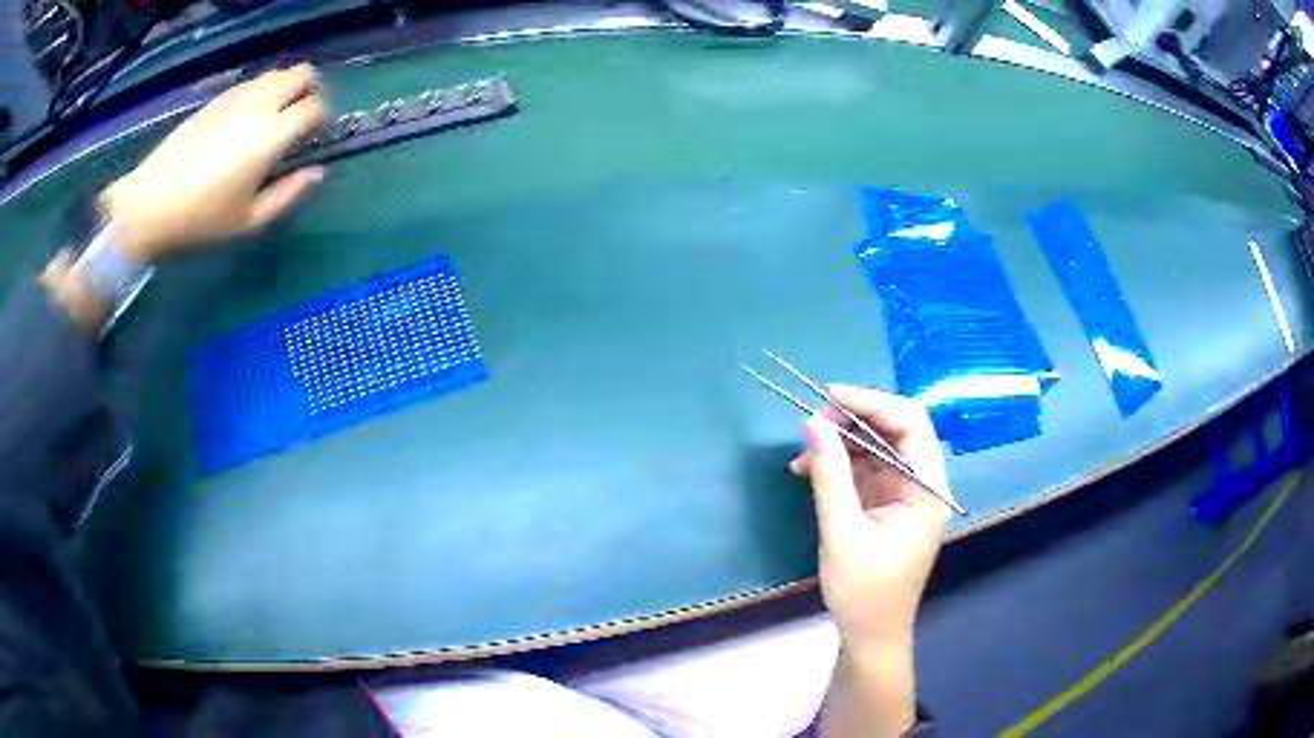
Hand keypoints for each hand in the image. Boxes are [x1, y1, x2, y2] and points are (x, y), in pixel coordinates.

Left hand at [98, 64, 328, 262]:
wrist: (149, 204)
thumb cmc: (201, 219)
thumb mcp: (249, 221)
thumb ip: (289, 194)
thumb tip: (317, 172)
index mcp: (271, 134)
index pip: (314, 106)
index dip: (323, 116)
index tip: (318, 133)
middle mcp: (259, 105)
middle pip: (301, 74)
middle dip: (311, 89)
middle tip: (304, 114)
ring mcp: (235, 98)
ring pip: (276, 73)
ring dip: (286, 87)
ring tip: (277, 114)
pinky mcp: (215, 100)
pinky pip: (251, 83)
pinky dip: (261, 91)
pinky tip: (248, 118)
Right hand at [790, 384, 951, 651]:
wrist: (870, 634)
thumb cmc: (863, 593)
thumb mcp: (842, 533)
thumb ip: (830, 475)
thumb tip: (812, 422)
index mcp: (928, 490)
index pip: (911, 424)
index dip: (872, 402)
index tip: (829, 397)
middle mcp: (924, 483)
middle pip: (897, 429)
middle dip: (855, 420)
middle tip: (813, 424)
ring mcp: (907, 493)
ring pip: (880, 446)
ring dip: (843, 442)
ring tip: (804, 453)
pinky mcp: (889, 503)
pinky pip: (868, 468)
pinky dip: (841, 463)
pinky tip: (810, 469)